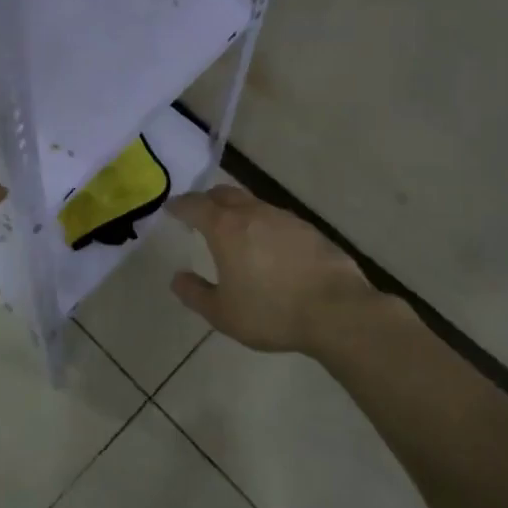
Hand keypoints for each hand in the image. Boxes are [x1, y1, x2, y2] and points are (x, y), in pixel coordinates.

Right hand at [167, 185, 381, 354]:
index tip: (170, 208)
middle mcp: (253, 213)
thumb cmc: (271, 312)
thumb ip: (195, 294)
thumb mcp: (223, 314)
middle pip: (224, 194)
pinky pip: (275, 218)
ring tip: (233, 230)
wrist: (336, 310)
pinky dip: (262, 224)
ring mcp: (284, 218)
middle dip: (207, 200)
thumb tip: (177, 278)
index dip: (179, 206)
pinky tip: (268, 245)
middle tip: (199, 214)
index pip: (195, 205)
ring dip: (237, 210)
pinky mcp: (308, 229)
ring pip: (252, 203)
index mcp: (226, 228)